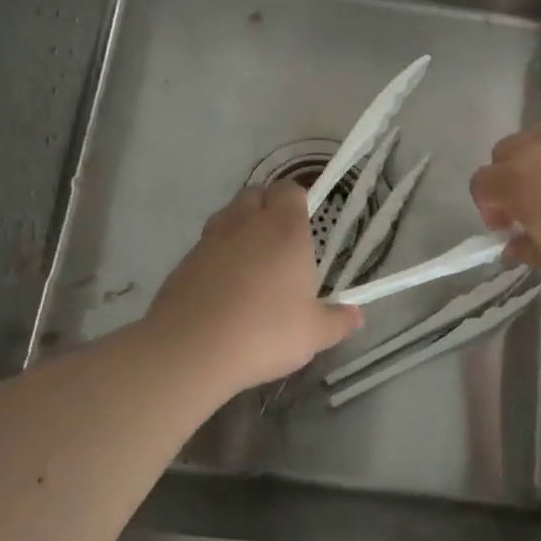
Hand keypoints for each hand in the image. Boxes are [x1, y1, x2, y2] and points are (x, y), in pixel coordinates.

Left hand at [144, 181, 362, 394]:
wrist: (191, 349)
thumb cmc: (265, 332)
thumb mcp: (313, 333)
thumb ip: (337, 321)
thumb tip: (356, 316)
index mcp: (284, 229)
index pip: (290, 190)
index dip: (298, 200)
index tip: (307, 222)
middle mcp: (246, 224)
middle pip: (256, 194)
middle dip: (268, 207)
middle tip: (282, 241)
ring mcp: (210, 240)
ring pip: (228, 216)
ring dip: (241, 227)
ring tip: (253, 262)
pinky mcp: (183, 262)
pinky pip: (206, 245)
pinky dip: (217, 255)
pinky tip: (224, 287)